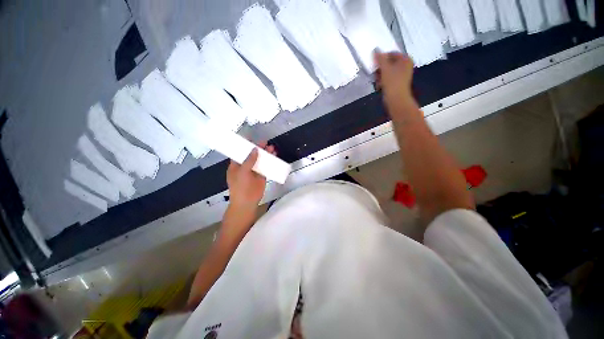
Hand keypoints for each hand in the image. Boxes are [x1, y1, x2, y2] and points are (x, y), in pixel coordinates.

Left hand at [226, 142, 275, 212]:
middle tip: (265, 142)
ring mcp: (254, 171)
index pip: (240, 152)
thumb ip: (249, 160)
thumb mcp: (242, 172)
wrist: (247, 202)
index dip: (245, 146)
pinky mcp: (262, 176)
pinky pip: (266, 166)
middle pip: (252, 155)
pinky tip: (274, 156)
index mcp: (236, 165)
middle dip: (258, 148)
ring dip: (266, 154)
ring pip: (260, 160)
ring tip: (272, 148)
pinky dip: (270, 161)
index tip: (251, 138)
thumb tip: (255, 149)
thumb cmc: (240, 187)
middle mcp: (245, 166)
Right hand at [374, 51, 416, 116]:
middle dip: (380, 69)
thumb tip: (375, 49)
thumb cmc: (392, 82)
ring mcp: (402, 75)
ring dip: (380, 76)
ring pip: (388, 72)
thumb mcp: (385, 68)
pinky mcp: (398, 83)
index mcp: (405, 59)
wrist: (396, 99)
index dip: (381, 59)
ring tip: (377, 82)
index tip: (374, 66)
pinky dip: (383, 81)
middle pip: (389, 63)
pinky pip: (389, 78)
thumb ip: (380, 58)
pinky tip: (379, 86)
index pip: (391, 54)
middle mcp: (405, 65)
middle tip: (375, 75)